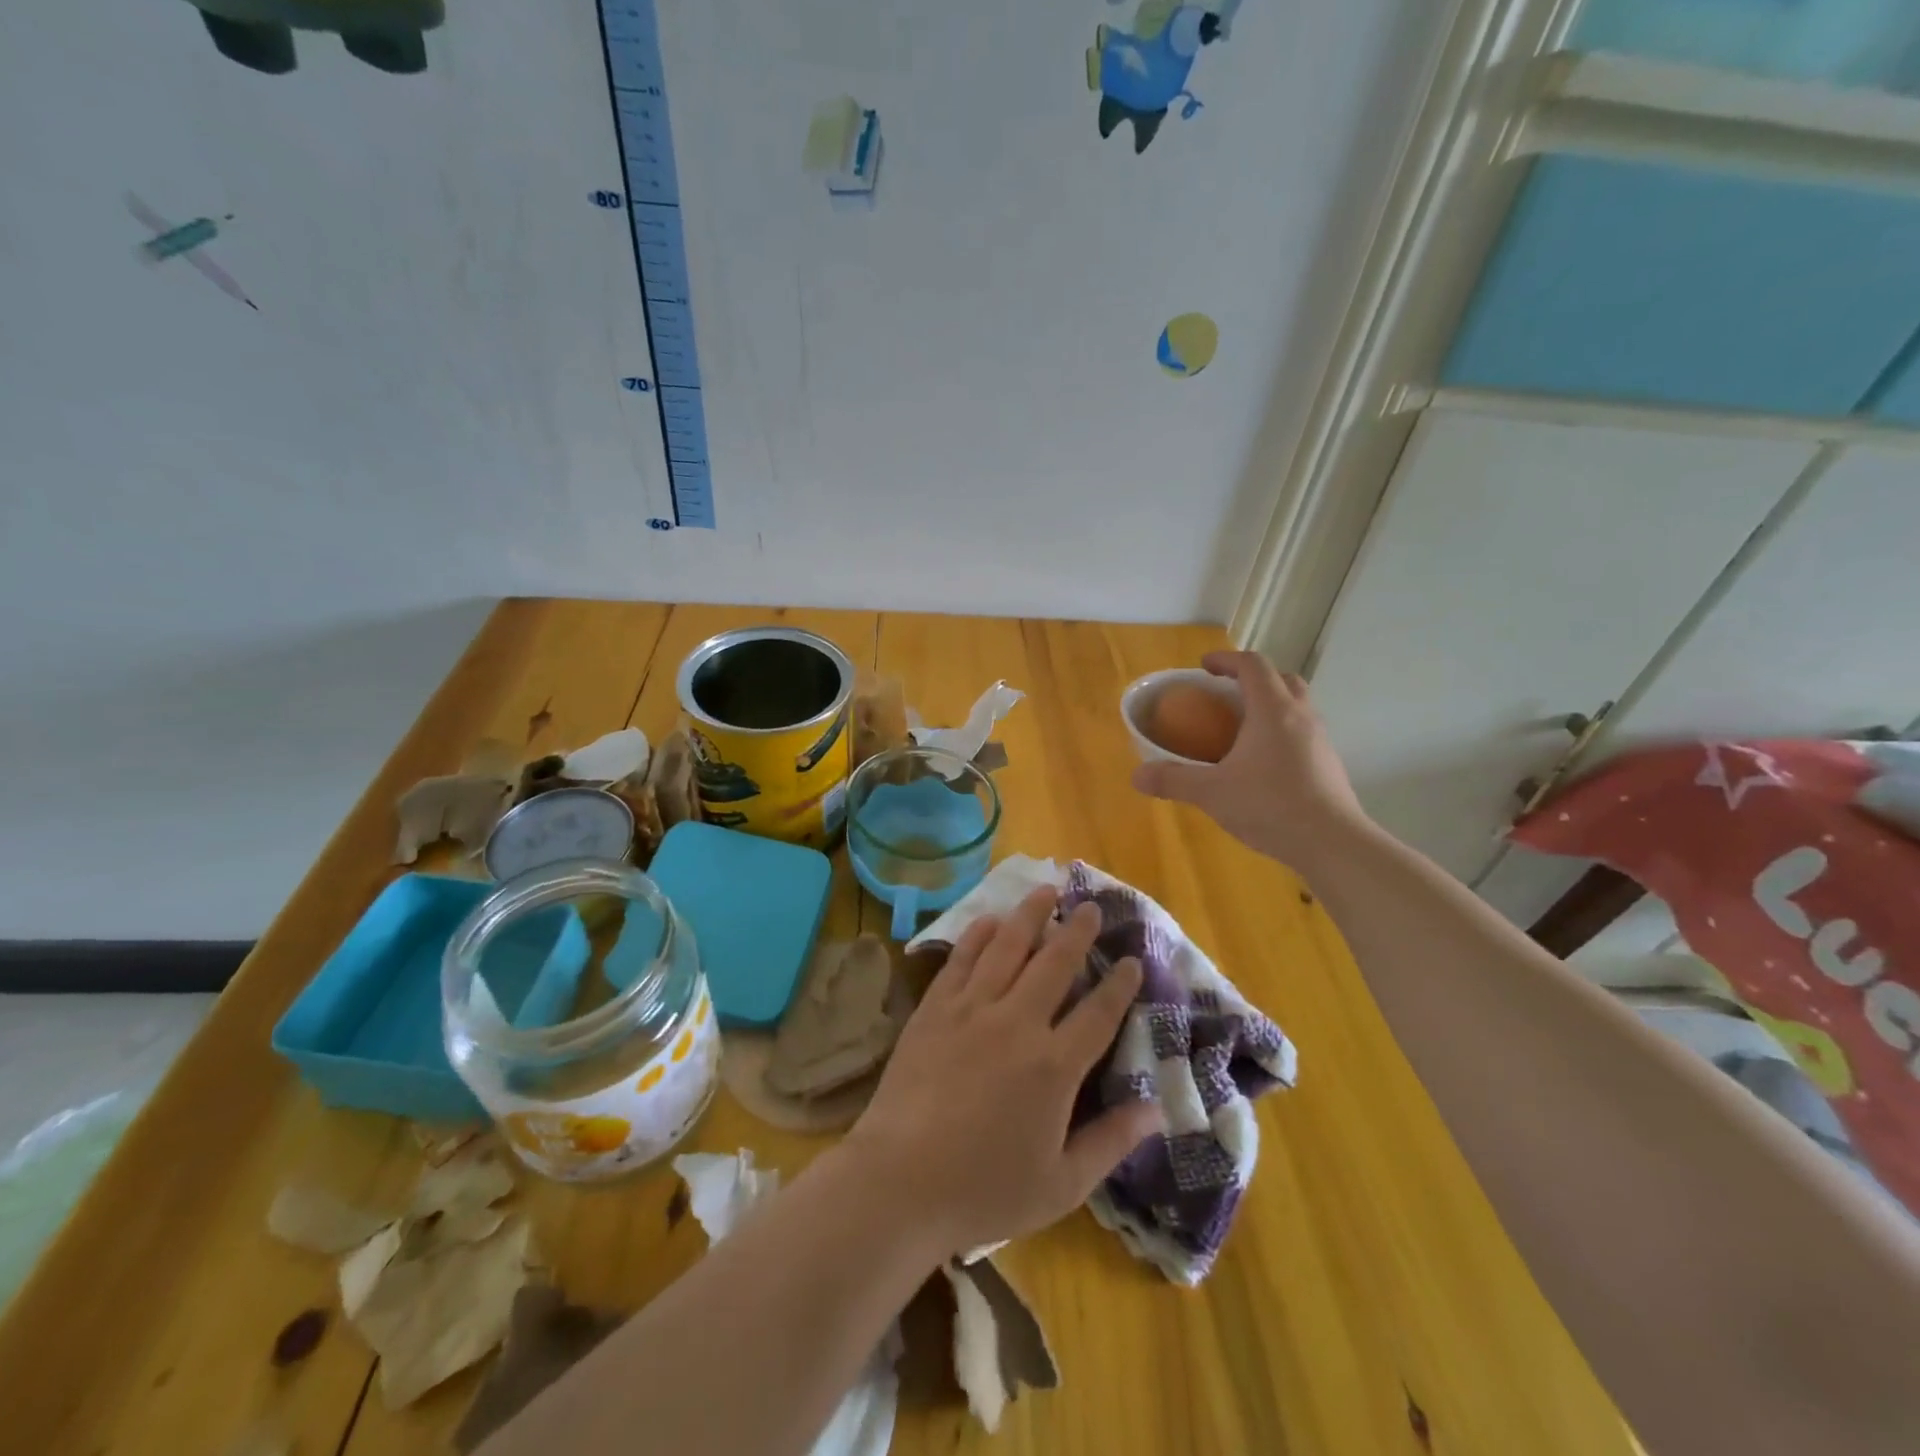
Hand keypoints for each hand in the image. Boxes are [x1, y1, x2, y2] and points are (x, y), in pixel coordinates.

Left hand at [843, 887, 1162, 1257]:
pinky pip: (962, 959)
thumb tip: (1156, 1108)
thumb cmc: (985, 1190)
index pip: (1099, 1013)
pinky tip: (989, 920)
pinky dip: (979, 935)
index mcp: (1055, 1066)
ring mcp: (972, 1009)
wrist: (900, 1180)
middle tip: (1091, 907)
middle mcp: (1018, 1023)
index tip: (1132, 959)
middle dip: (1078, 931)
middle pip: (1056, 963)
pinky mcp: (935, 1008)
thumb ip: (1111, 1142)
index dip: (1120, 984)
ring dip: (1030, 915)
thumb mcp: (1062, 1184)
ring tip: (1046, 891)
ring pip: (1008, 947)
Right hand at [1132, 651, 1367, 870]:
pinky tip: (1262, 762)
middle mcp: (1301, 715)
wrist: (1332, 842)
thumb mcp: (1211, 793)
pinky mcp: (1329, 763)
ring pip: (1297, 705)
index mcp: (1272, 710)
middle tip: (1227, 694)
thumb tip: (1137, 775)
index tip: (1204, 667)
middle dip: (1253, 678)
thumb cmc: (1270, 806)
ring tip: (1242, 728)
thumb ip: (1173, 779)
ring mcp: (1320, 739)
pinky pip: (1303, 732)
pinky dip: (1281, 732)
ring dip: (1270, 705)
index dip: (1226, 660)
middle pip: (1282, 678)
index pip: (1253, 665)